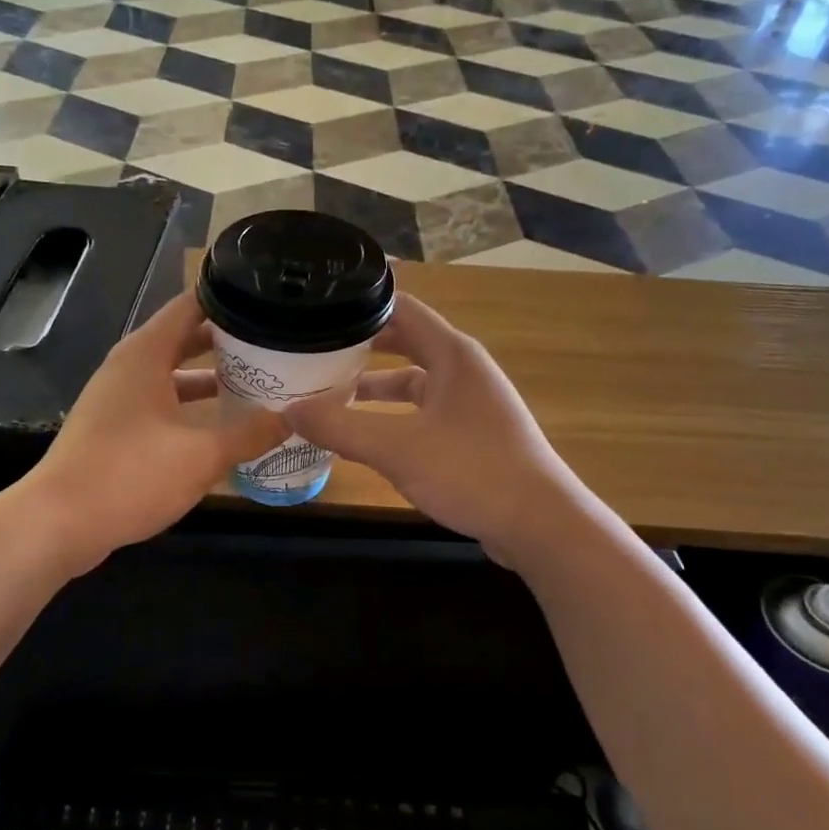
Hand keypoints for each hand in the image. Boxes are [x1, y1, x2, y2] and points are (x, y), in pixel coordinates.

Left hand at [23, 292, 286, 571]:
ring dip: (210, 378)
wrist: (58, 523)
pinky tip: (220, 427)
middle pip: (184, 338)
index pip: (191, 305)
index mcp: (146, 354)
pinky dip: (190, 407)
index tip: (269, 302)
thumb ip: (249, 434)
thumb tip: (291, 419)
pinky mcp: (114, 428)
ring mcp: (118, 398)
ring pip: (173, 374)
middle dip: (228, 342)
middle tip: (275, 345)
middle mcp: (129, 366)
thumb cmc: (130, 474)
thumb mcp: (201, 455)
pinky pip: (161, 403)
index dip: (230, 299)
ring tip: (258, 383)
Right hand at [282, 294, 581, 562]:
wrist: (540, 526)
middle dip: (360, 346)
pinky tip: (364, 435)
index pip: (402, 307)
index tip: (319, 307)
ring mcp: (471, 404)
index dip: (361, 303)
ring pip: (412, 383)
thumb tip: (287, 410)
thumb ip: (339, 426)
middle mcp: (464, 370)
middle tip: (313, 349)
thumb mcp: (396, 447)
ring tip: (327, 393)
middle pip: (404, 343)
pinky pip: (422, 413)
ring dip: (373, 386)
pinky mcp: (472, 436)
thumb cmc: (472, 471)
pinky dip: (391, 416)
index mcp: (453, 354)